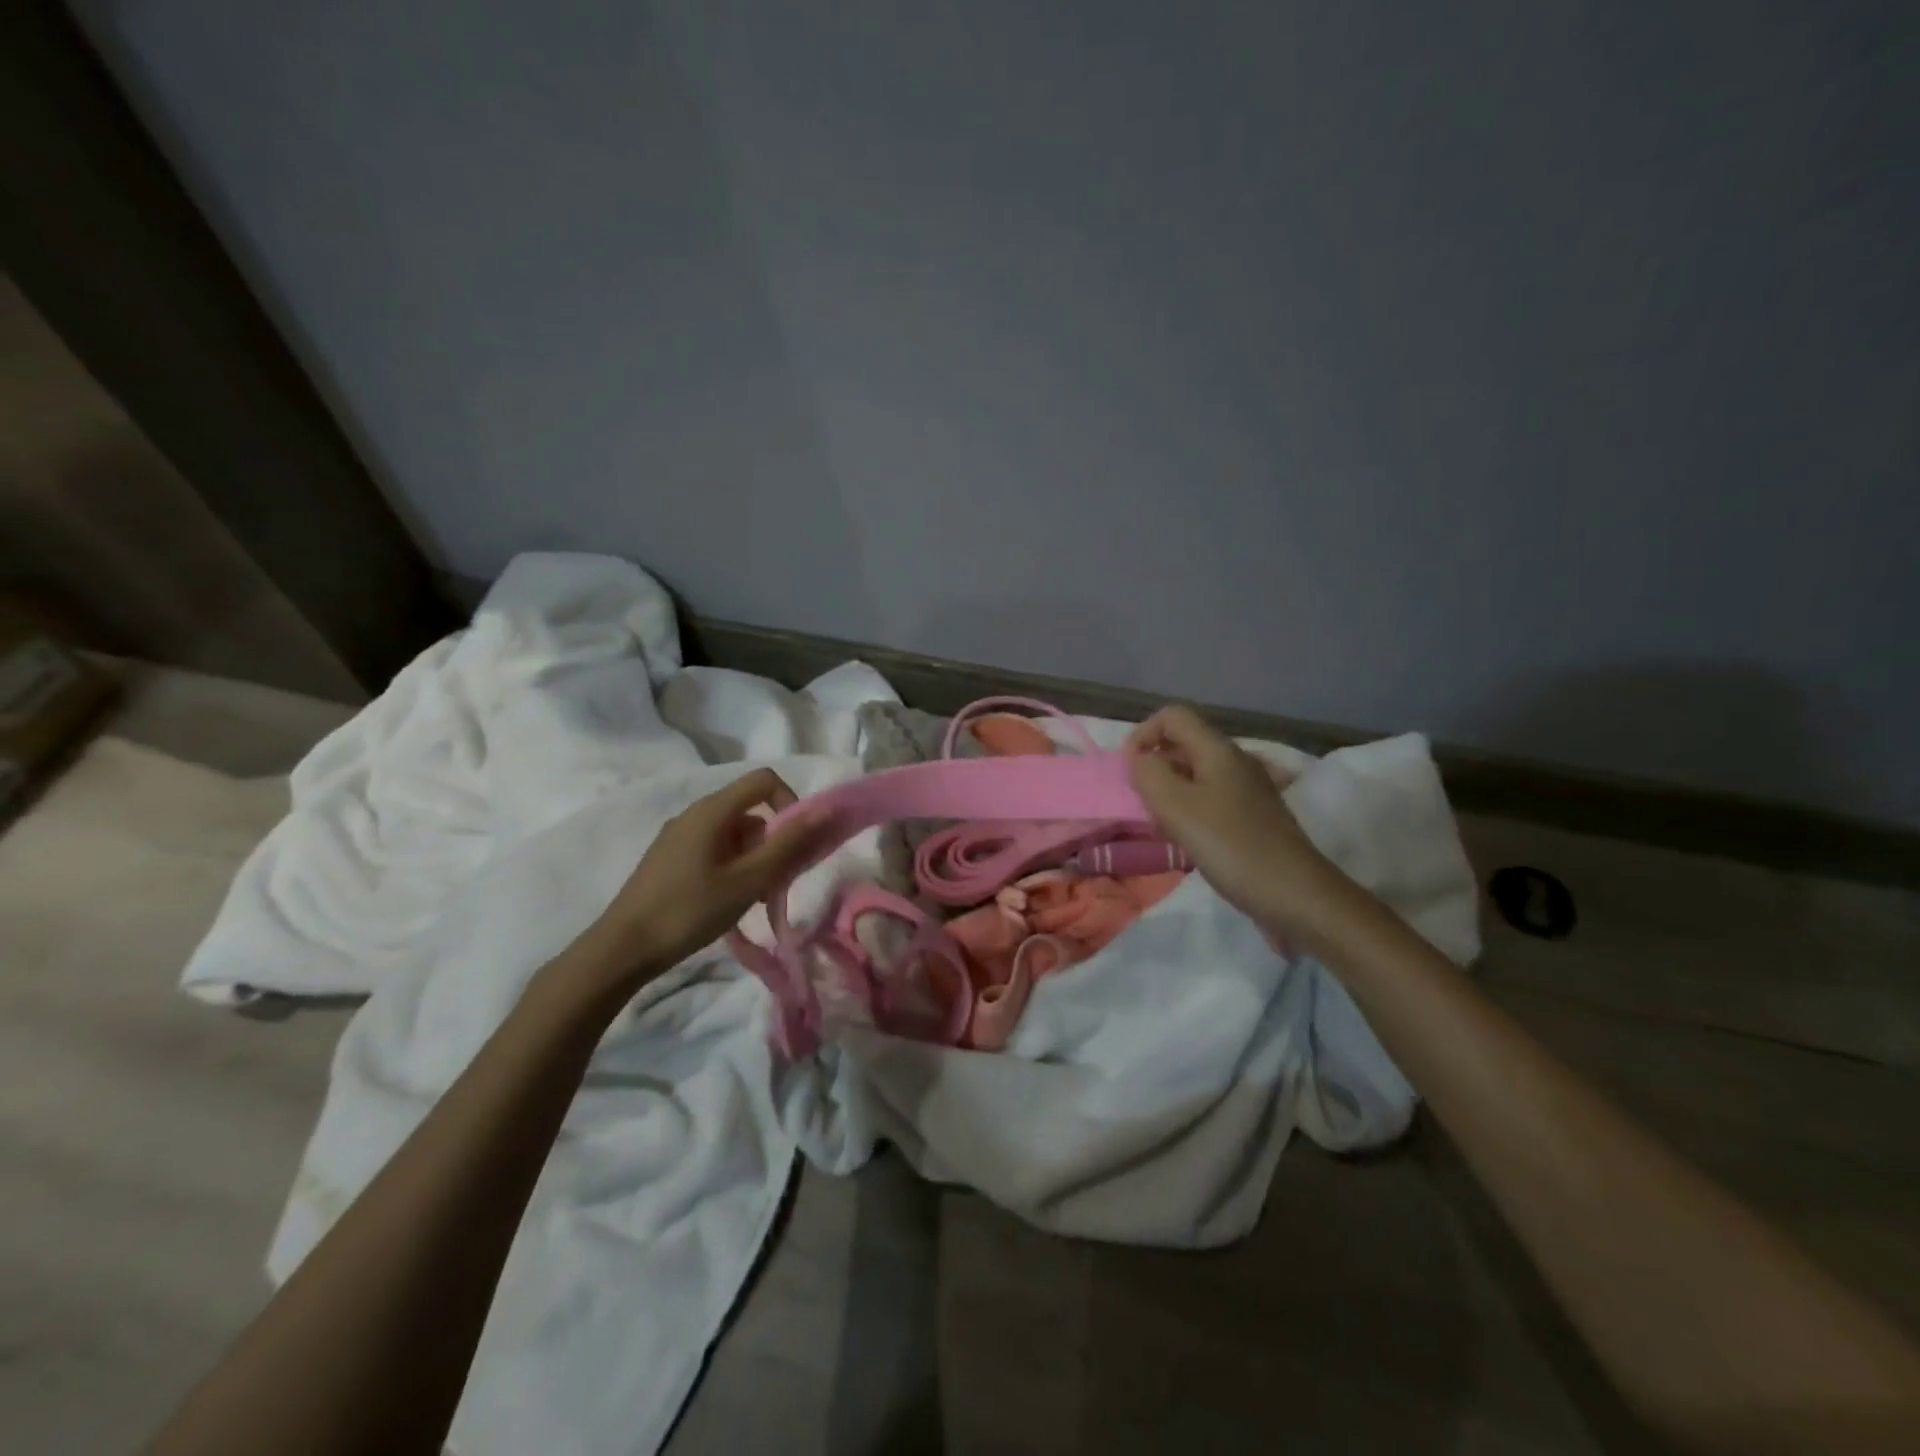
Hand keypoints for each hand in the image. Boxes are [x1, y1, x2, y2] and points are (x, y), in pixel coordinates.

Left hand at [568, 768, 822, 991]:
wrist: (622, 949)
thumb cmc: (690, 910)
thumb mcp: (748, 880)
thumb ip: (788, 844)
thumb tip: (826, 810)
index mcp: (712, 810)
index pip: (764, 780)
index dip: (790, 802)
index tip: (797, 842)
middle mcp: (695, 813)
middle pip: (751, 809)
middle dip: (774, 840)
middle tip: (778, 881)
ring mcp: (679, 836)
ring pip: (734, 833)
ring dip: (755, 858)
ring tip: (754, 899)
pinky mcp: (670, 858)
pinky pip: (714, 849)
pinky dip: (733, 866)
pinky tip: (728, 902)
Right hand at [1125, 705, 1341, 936]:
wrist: (1295, 894)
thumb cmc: (1230, 846)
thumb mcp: (1176, 807)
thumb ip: (1148, 774)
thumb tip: (1141, 760)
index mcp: (1218, 750)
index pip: (1173, 716)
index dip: (1143, 734)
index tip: (1130, 771)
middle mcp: (1236, 761)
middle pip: (1184, 743)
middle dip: (1155, 766)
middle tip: (1143, 803)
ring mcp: (1248, 789)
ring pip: (1196, 773)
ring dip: (1170, 791)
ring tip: (1161, 825)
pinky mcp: (1253, 816)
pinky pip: (1211, 798)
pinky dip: (1190, 810)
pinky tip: (1187, 840)